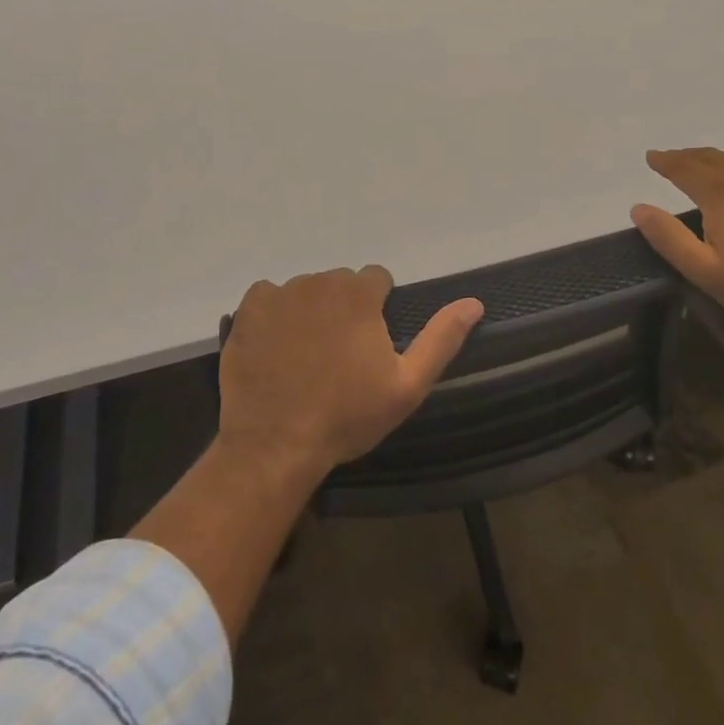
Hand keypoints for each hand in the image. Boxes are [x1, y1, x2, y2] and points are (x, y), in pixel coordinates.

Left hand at [218, 267, 482, 478]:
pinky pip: (268, 297)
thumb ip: (441, 339)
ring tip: (304, 358)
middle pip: (340, 284)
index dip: (377, 309)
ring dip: (310, 312)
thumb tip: (474, 302)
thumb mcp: (406, 386)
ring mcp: (280, 292)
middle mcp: (320, 281)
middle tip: (338, 356)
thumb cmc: (346, 416)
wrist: (274, 444)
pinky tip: (275, 349)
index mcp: (358, 293)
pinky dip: (274, 315)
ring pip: (305, 291)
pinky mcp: (249, 308)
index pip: (376, 279)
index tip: (369, 344)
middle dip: (343, 309)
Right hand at [630, 147, 723, 334]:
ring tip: (719, 175)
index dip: (665, 161)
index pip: (683, 166)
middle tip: (677, 160)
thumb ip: (668, 237)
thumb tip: (638, 208)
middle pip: (712, 157)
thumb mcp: (705, 272)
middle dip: (690, 158)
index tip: (652, 157)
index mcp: (720, 192)